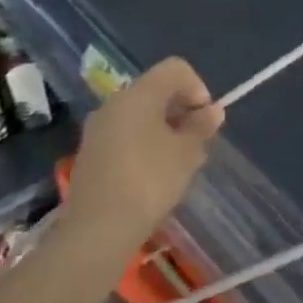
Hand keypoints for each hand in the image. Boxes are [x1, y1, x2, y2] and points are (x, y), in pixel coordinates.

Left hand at [64, 58, 223, 256]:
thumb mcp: (187, 152)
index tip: (204, 118)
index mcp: (138, 95)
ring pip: (141, 114)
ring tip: (178, 161)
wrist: (96, 233)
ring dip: (164, 129)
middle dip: (182, 110)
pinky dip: (145, 143)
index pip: (175, 69)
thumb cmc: (149, 182)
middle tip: (196, 141)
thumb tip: (212, 111)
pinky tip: (154, 174)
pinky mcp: (90, 155)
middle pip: (157, 91)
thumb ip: (201, 126)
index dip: (197, 87)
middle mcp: (114, 104)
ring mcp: (98, 130)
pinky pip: (125, 135)